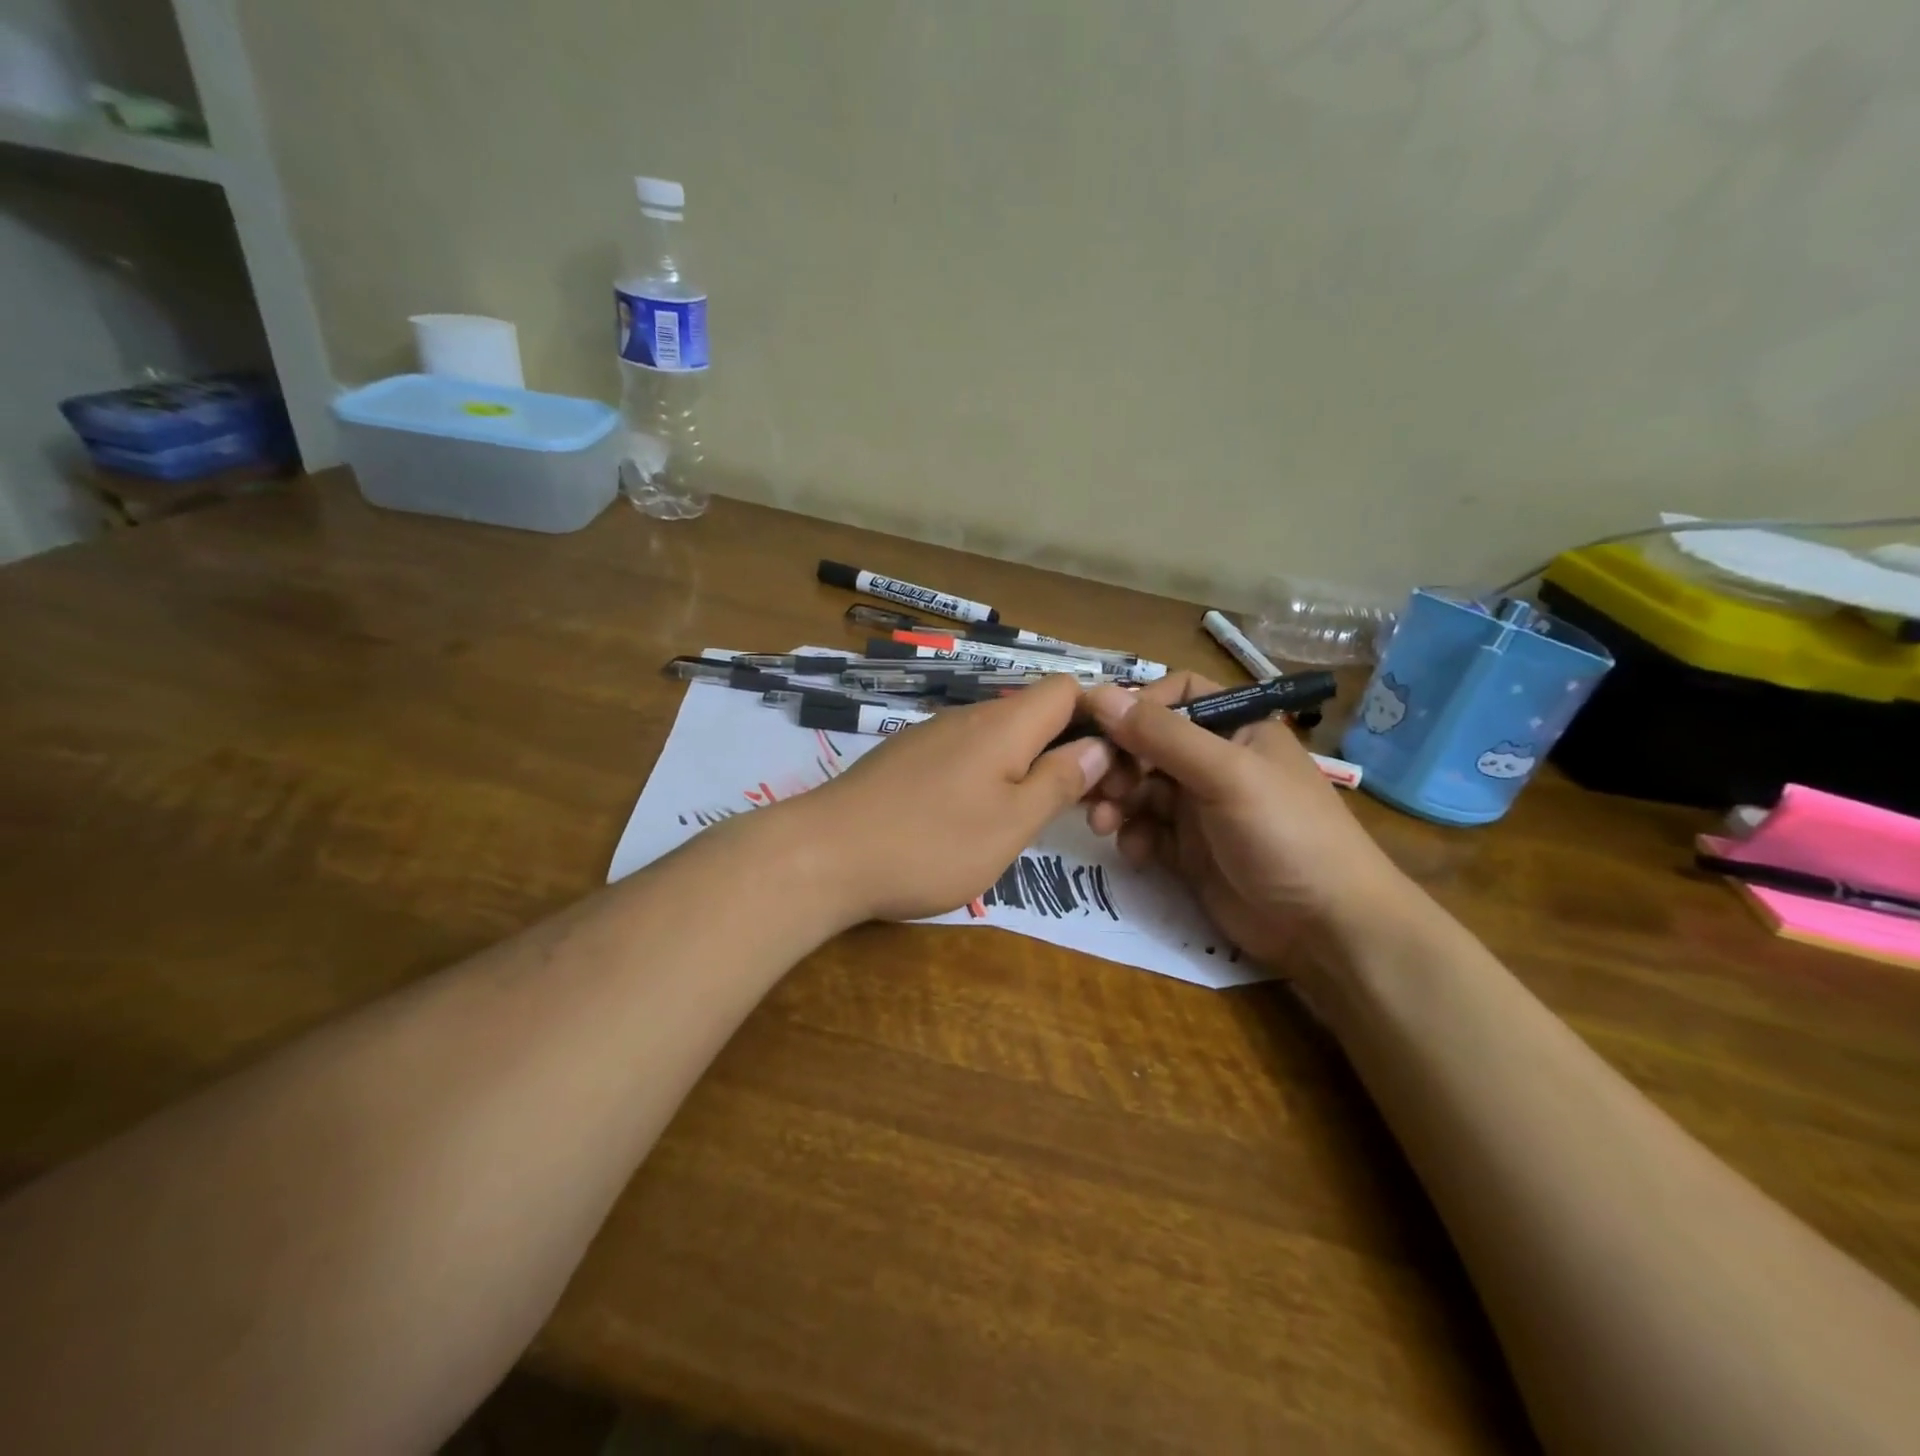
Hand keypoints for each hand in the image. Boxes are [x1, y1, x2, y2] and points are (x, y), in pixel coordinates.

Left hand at [793, 675, 1114, 923]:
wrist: (823, 856)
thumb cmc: (931, 844)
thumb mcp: (1012, 823)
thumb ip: (1059, 781)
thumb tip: (1098, 746)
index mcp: (1004, 724)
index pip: (1067, 688)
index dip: (1098, 716)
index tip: (1113, 765)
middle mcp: (968, 718)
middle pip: (1034, 714)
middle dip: (1066, 751)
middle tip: (1083, 808)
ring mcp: (931, 737)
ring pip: (999, 738)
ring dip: (1026, 769)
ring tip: (1032, 821)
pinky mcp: (905, 761)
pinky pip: (964, 756)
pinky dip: (986, 778)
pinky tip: (974, 821)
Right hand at [1082, 673, 1412, 966]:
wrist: (1326, 929)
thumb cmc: (1285, 834)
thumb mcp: (1226, 775)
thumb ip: (1162, 736)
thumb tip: (1098, 694)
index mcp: (1235, 728)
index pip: (1176, 695)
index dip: (1137, 706)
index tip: (1098, 726)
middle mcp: (1214, 761)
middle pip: (1147, 744)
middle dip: (1117, 762)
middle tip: (1094, 786)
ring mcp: (1200, 807)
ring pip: (1140, 788)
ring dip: (1116, 801)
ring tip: (1103, 823)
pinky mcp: (1189, 850)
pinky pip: (1146, 830)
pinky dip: (1134, 837)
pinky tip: (1137, 853)